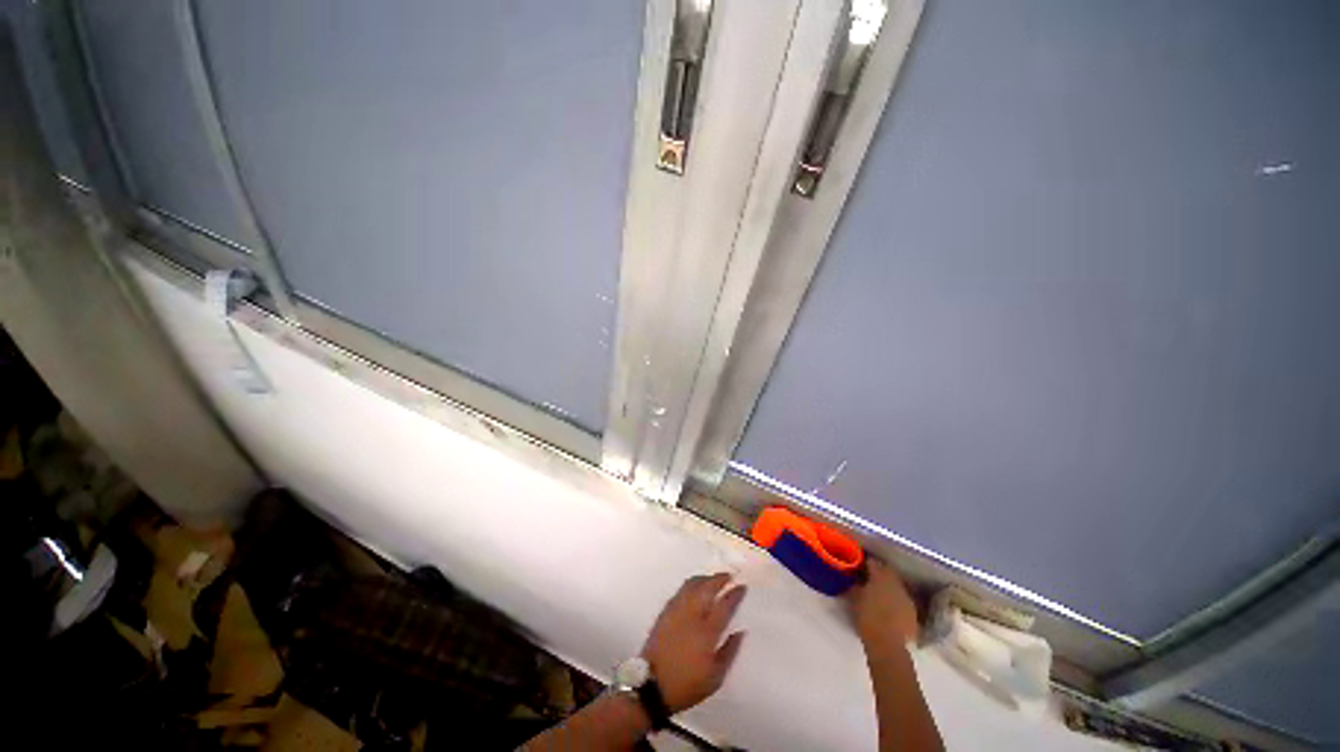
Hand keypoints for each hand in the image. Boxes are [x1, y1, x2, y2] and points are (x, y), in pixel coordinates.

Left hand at [641, 573, 747, 713]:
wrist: (652, 686)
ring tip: (713, 579)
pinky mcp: (665, 611)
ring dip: (705, 578)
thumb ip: (730, 652)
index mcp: (707, 632)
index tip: (742, 587)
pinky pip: (681, 590)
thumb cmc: (687, 685)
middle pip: (707, 588)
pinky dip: (691, 584)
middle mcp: (692, 615)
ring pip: (692, 584)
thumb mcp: (715, 678)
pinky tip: (695, 588)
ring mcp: (677, 610)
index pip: (724, 605)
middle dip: (719, 579)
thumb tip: (740, 632)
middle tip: (729, 576)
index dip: (735, 594)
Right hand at [846, 560, 919, 651]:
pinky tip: (890, 609)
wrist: (888, 645)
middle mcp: (896, 584)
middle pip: (888, 572)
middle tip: (869, 579)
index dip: (865, 563)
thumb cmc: (867, 618)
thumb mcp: (855, 600)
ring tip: (880, 595)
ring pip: (897, 586)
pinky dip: (896, 602)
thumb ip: (855, 586)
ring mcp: (907, 598)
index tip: (859, 566)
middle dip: (879, 573)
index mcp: (881, 577)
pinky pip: (903, 601)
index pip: (873, 562)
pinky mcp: (914, 613)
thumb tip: (855, 580)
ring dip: (889, 588)